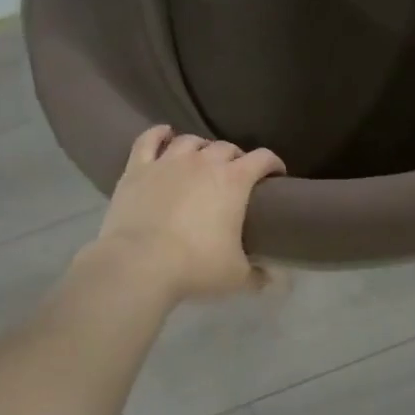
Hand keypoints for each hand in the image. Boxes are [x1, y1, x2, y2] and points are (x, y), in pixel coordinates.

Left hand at [88, 127, 284, 301]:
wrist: (138, 265)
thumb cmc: (195, 266)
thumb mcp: (236, 276)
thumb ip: (259, 275)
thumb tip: (274, 280)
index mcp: (234, 180)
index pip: (263, 158)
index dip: (273, 164)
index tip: (276, 176)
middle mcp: (204, 162)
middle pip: (227, 147)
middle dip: (236, 158)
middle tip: (237, 176)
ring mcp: (168, 162)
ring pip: (191, 141)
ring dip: (202, 147)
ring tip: (202, 160)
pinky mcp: (138, 169)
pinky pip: (148, 140)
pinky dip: (159, 134)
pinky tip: (165, 134)